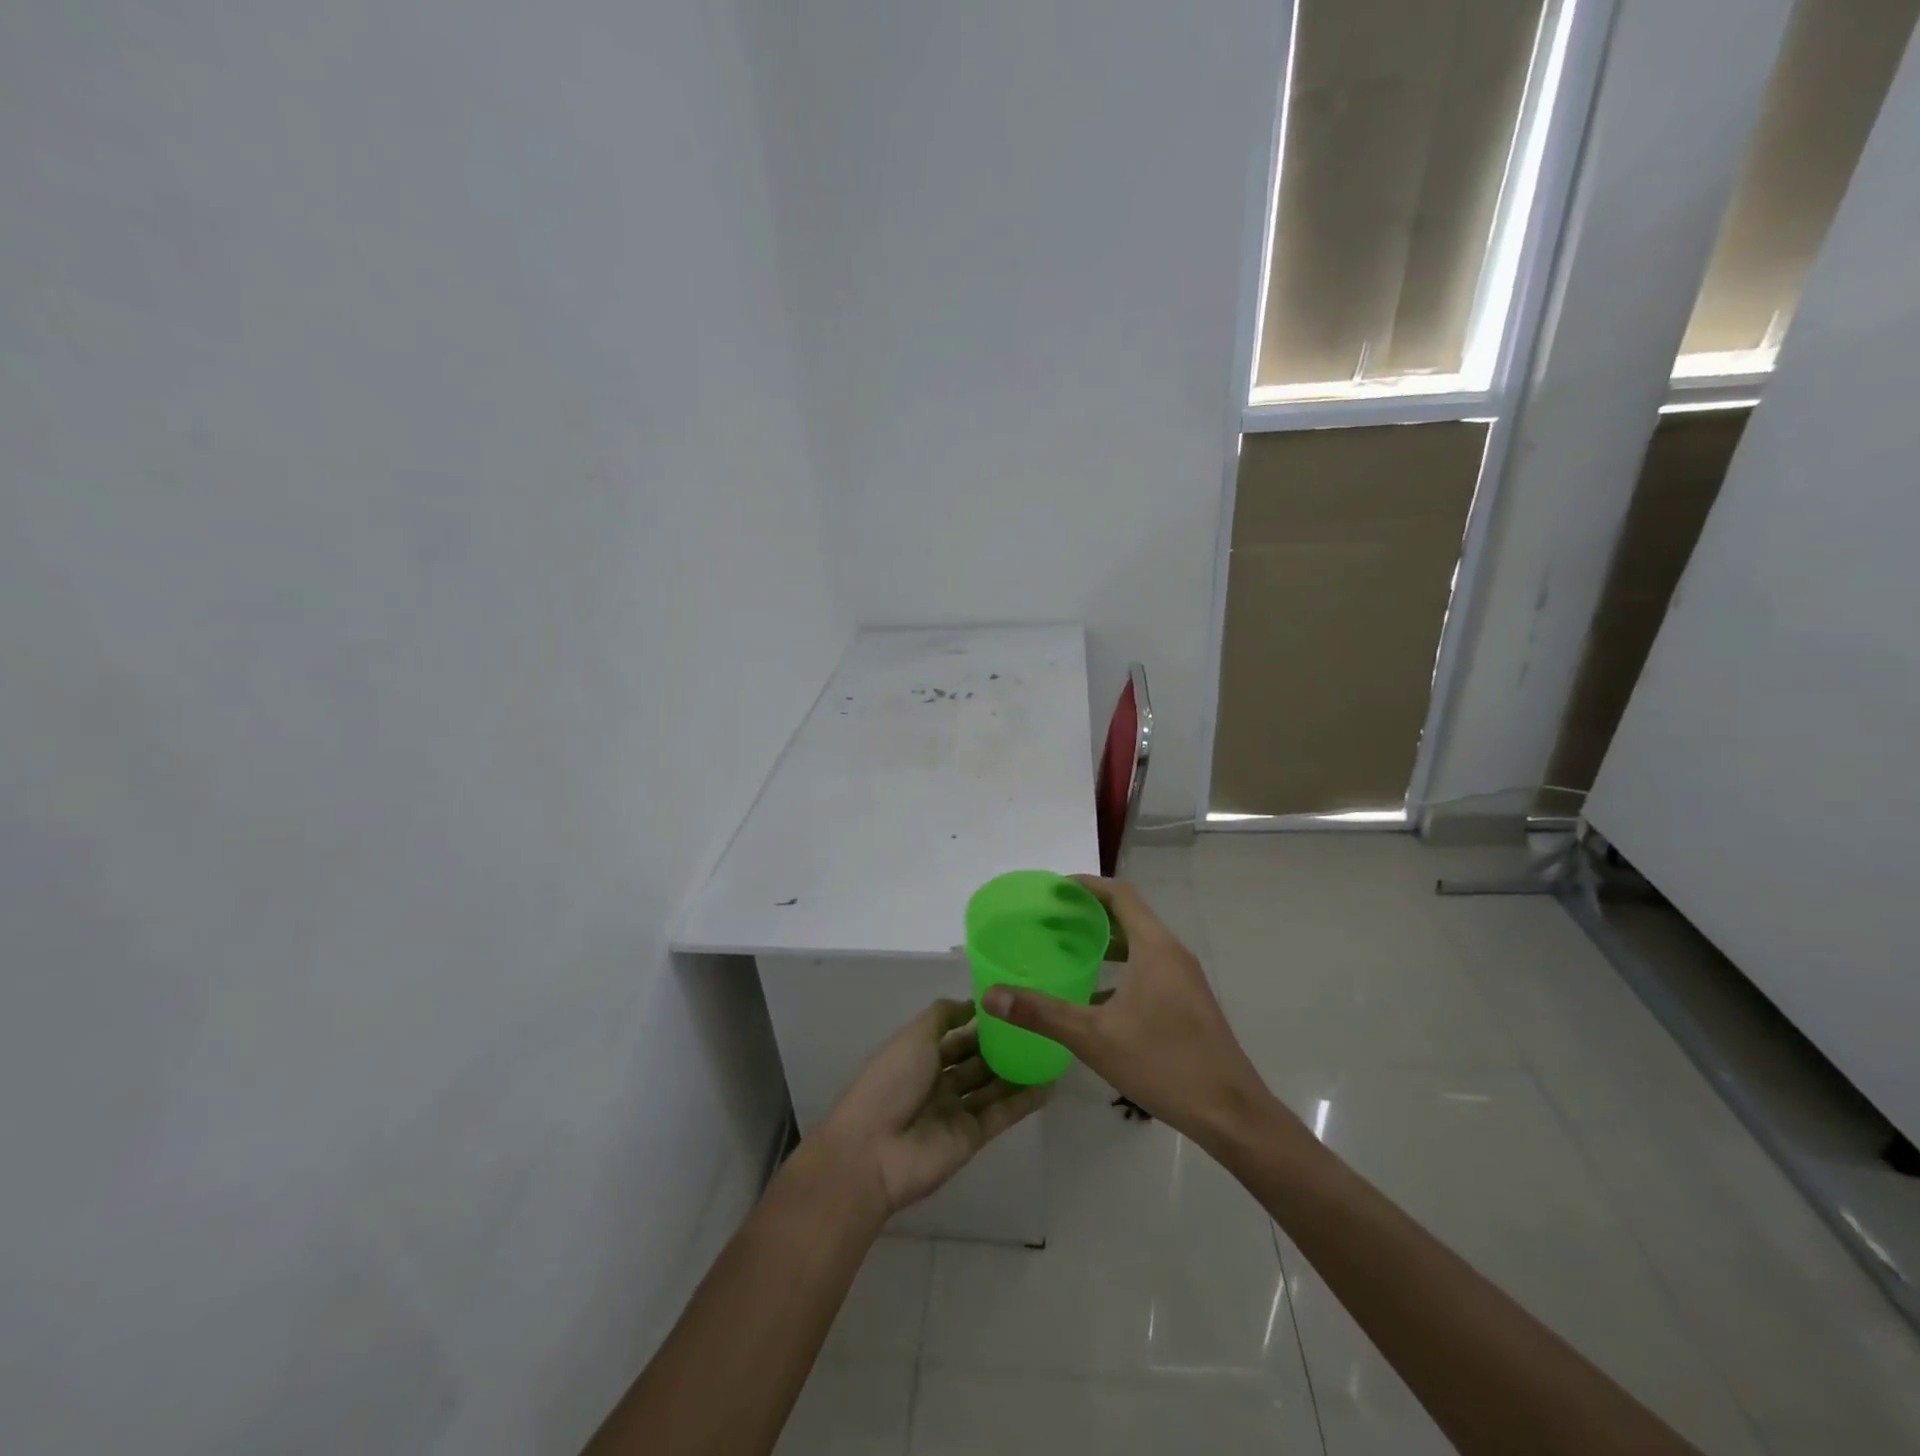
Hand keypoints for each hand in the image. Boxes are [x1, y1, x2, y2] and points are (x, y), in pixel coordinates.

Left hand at [817, 1000, 1048, 1214]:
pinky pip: (1002, 1114)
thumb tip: (971, 1003)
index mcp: (920, 1056)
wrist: (873, 1152)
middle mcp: (939, 1082)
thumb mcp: (913, 1036)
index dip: (980, 1023)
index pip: (956, 1036)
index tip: (1011, 1006)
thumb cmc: (890, 1083)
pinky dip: (1024, 1100)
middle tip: (1038, 1026)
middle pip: (976, 1060)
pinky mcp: (972, 1137)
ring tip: (1051, 1050)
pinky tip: (1050, 1084)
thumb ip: (942, 1016)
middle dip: (1002, 1045)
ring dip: (1018, 1071)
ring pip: (993, 1086)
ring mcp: (956, 1111)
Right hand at [982, 876, 1269, 1150]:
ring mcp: (1184, 979)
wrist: (1231, 1113)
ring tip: (1068, 950)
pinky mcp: (1188, 1002)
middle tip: (1051, 920)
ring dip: (1106, 941)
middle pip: (1130, 915)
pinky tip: (1095, 995)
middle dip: (1090, 913)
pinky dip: (1121, 966)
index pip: (1120, 894)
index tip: (1053, 890)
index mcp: (1155, 947)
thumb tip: (990, 996)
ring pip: (1141, 944)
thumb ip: (1041, 1013)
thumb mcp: (1093, 1037)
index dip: (1086, 885)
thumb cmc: (1163, 1063)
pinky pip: (1150, 967)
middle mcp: (1173, 953)